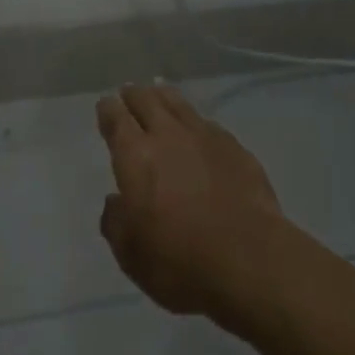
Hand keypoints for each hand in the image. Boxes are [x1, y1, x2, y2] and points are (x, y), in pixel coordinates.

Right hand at [96, 84, 287, 323]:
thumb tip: (116, 201)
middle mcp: (167, 135)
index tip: (105, 104)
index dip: (108, 109)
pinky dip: (193, 120)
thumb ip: (116, 223)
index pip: (117, 120)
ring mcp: (204, 135)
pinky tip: (196, 127)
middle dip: (134, 95)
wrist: (249, 258)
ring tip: (158, 92)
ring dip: (163, 96)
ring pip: (178, 103)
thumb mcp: (132, 255)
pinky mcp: (233, 145)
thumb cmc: (180, 262)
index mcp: (136, 156)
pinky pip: (206, 122)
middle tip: (129, 93)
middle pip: (147, 101)